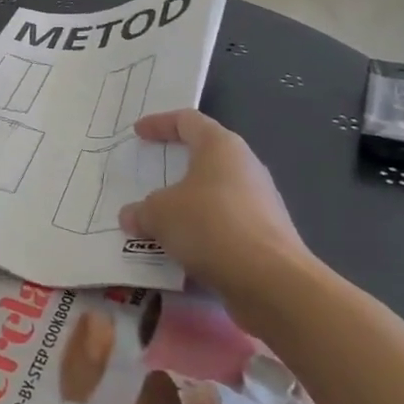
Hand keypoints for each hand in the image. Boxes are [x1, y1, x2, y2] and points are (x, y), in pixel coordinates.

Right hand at [119, 110, 308, 296]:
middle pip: (204, 156)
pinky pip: (225, 224)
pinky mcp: (266, 235)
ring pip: (214, 193)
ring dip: (187, 203)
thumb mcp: (160, 214)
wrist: (272, 282)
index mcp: (221, 146)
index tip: (138, 133)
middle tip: (149, 174)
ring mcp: (260, 202)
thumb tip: (131, 216)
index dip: (160, 123)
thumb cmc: (211, 226)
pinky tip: (182, 249)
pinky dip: (202, 230)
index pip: (187, 120)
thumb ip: (141, 211)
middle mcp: (245, 166)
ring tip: (159, 218)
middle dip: (175, 165)